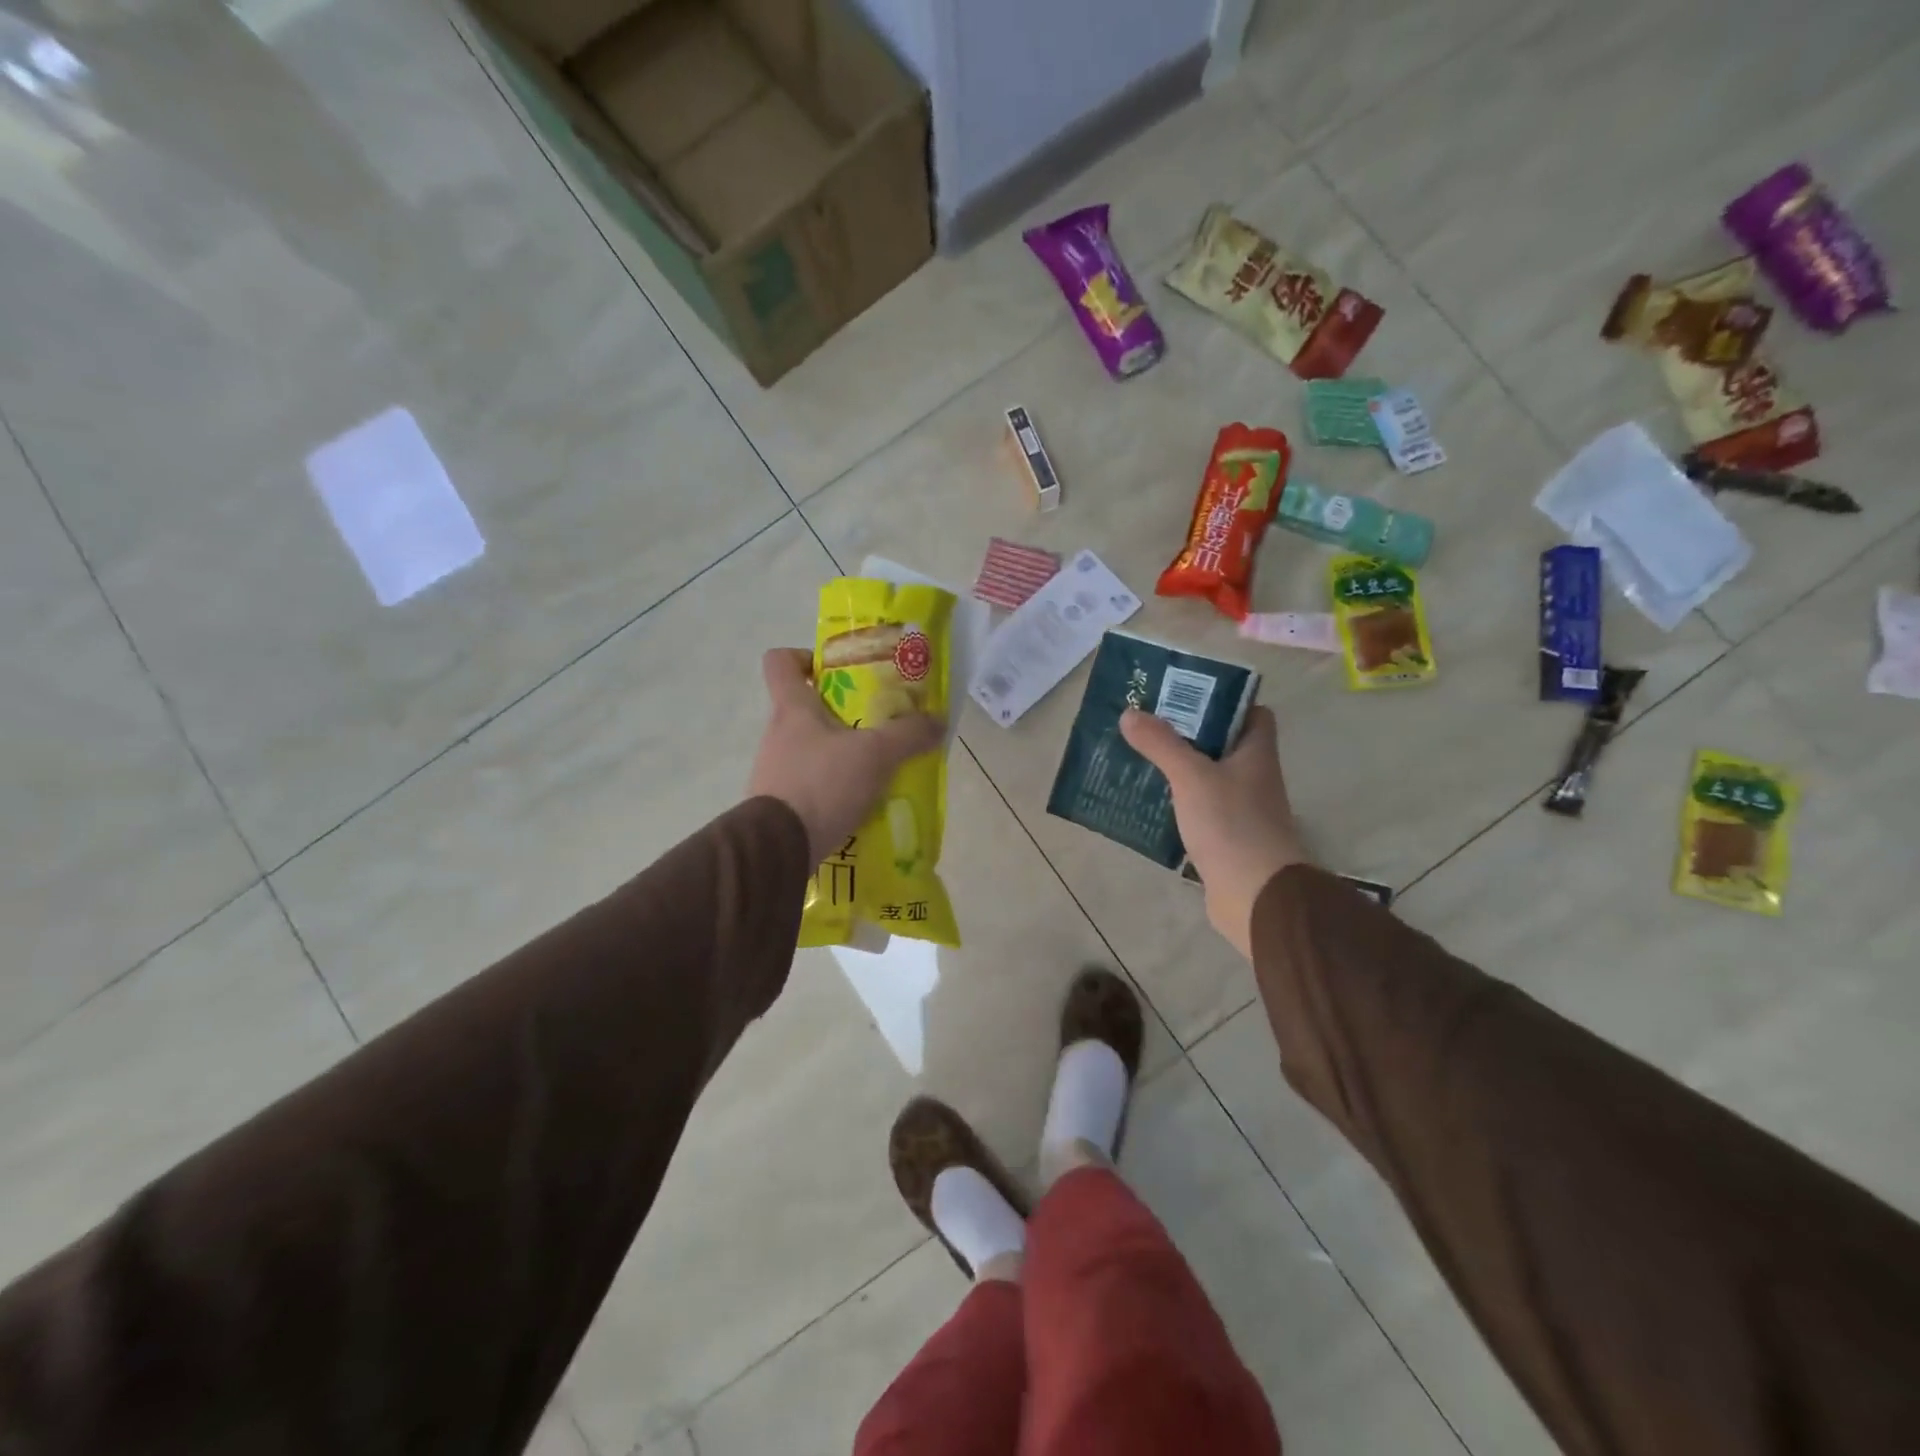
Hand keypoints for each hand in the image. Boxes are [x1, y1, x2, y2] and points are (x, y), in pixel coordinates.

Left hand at [747, 648, 943, 864]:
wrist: (778, 848)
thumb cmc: (822, 784)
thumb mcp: (876, 754)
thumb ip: (908, 734)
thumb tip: (938, 721)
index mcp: (791, 709)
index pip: (780, 662)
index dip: (804, 657)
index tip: (835, 670)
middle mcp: (776, 735)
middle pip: (804, 709)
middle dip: (841, 714)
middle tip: (877, 724)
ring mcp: (774, 771)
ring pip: (810, 749)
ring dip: (840, 754)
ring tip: (875, 769)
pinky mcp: (778, 805)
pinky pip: (810, 785)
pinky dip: (833, 789)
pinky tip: (860, 803)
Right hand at [1120, 705, 1306, 957]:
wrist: (1256, 896)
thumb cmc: (1232, 825)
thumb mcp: (1191, 776)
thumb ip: (1161, 744)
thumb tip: (1131, 713)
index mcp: (1256, 753)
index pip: (1252, 713)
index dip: (1224, 701)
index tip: (1186, 697)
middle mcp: (1253, 777)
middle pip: (1222, 744)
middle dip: (1187, 733)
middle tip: (1148, 724)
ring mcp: (1241, 809)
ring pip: (1207, 778)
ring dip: (1178, 769)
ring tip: (1138, 758)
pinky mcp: (1226, 838)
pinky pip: (1198, 809)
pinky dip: (1177, 802)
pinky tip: (1148, 801)